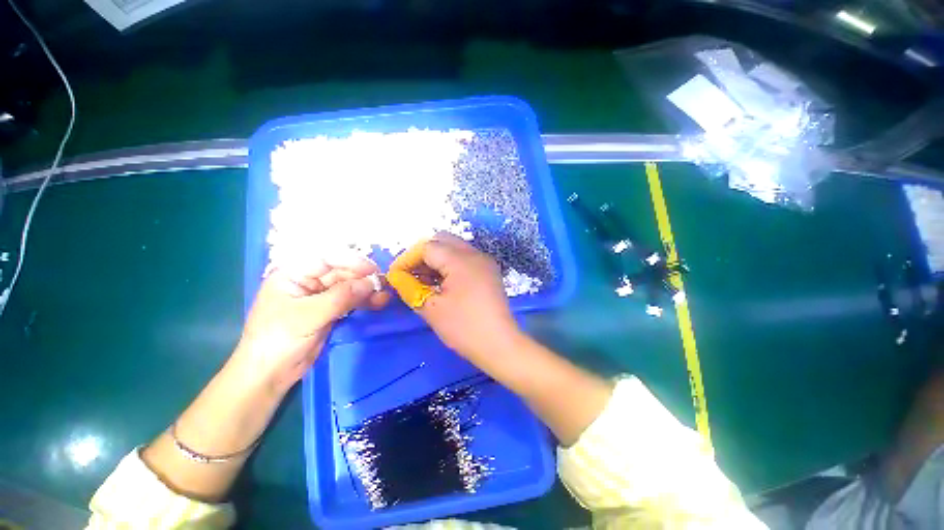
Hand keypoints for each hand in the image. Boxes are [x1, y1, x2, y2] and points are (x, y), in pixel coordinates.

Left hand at [234, 258, 389, 393]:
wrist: (269, 375)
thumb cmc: (278, 340)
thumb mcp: (308, 316)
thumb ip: (341, 297)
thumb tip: (371, 282)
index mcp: (294, 274)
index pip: (326, 258)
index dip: (351, 261)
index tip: (372, 270)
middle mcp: (308, 281)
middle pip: (341, 272)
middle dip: (362, 278)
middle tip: (383, 285)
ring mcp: (319, 297)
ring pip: (349, 287)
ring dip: (367, 291)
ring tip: (384, 297)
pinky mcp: (329, 311)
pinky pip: (350, 301)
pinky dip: (364, 302)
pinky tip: (378, 303)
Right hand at [387, 233, 520, 360]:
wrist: (499, 345)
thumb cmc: (464, 327)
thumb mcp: (431, 308)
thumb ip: (410, 288)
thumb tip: (397, 277)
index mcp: (460, 260)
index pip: (427, 247)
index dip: (408, 259)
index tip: (396, 275)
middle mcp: (475, 254)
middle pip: (442, 241)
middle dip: (422, 255)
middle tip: (411, 275)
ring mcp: (484, 262)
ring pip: (454, 248)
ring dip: (436, 260)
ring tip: (424, 281)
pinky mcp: (489, 272)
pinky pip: (465, 259)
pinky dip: (450, 265)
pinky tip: (442, 283)